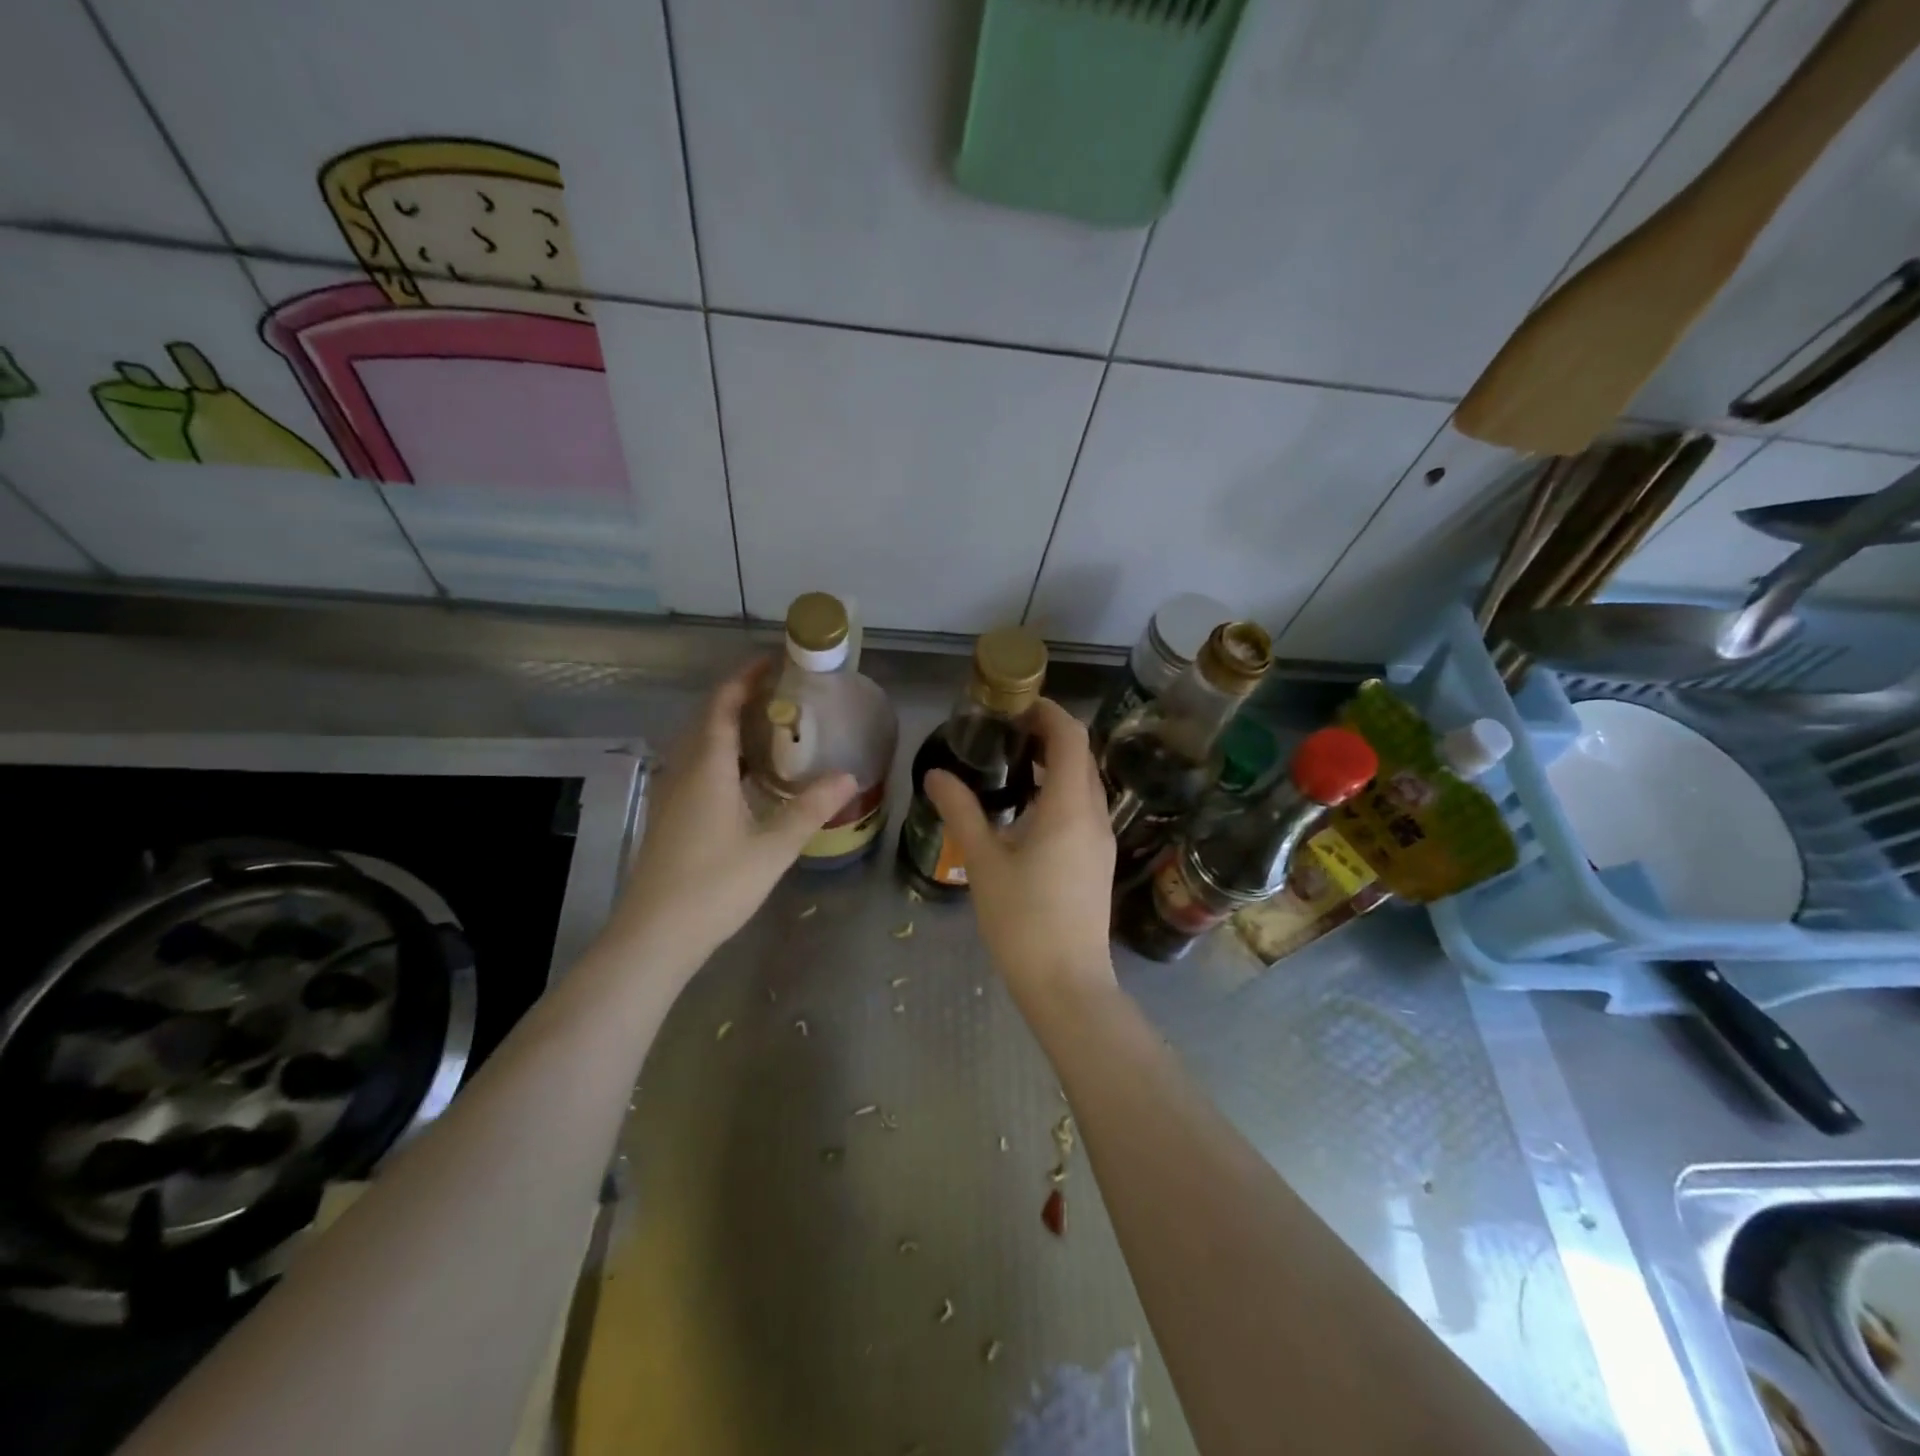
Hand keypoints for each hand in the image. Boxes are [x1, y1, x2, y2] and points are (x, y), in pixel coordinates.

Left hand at [612, 659, 854, 965]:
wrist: (654, 936)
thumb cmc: (714, 886)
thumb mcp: (772, 848)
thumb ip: (810, 809)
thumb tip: (848, 776)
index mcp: (706, 768)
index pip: (722, 705)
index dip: (744, 678)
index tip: (773, 662)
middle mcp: (682, 771)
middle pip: (707, 719)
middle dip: (739, 699)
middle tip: (781, 695)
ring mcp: (669, 794)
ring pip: (698, 745)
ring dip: (728, 727)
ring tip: (769, 729)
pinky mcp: (667, 816)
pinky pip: (694, 767)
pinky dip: (720, 755)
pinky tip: (744, 777)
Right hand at [923, 698, 1116, 1009]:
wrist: (1067, 984)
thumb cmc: (1022, 920)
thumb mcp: (983, 862)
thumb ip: (961, 811)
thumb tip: (936, 773)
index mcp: (1069, 807)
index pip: (1070, 736)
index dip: (1048, 711)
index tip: (1015, 704)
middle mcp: (1094, 815)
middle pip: (1081, 755)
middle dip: (1049, 734)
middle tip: (1006, 731)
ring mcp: (1101, 840)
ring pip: (1085, 783)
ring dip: (1056, 763)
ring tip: (1013, 763)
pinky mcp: (1098, 861)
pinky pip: (1084, 808)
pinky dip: (1060, 791)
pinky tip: (1027, 809)